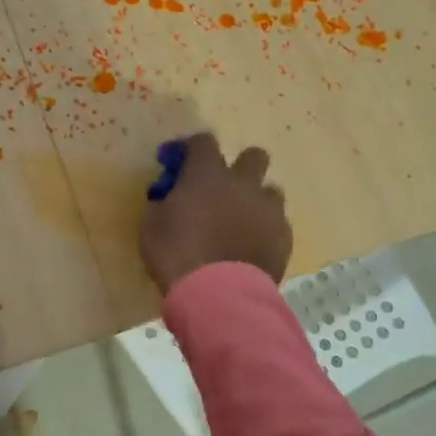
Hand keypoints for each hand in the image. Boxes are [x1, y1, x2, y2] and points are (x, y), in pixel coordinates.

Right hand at [139, 132, 291, 292]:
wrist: (217, 294)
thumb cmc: (176, 254)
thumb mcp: (151, 225)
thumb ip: (164, 204)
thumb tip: (170, 200)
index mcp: (207, 174)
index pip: (202, 141)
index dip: (188, 148)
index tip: (175, 163)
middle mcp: (243, 183)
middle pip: (254, 156)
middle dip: (239, 167)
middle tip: (222, 189)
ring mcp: (268, 210)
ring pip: (270, 191)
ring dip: (255, 201)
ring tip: (239, 223)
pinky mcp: (283, 238)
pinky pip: (277, 224)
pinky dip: (263, 231)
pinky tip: (249, 249)